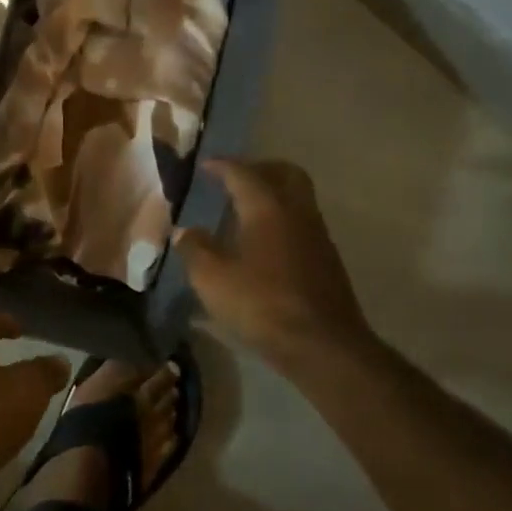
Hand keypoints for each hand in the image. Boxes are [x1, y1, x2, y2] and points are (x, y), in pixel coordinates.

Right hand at [174, 158, 374, 363]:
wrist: (323, 345)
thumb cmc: (262, 304)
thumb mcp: (212, 278)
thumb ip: (195, 249)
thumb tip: (185, 231)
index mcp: (267, 208)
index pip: (243, 173)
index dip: (222, 166)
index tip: (205, 165)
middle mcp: (297, 212)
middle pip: (285, 173)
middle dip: (260, 169)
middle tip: (235, 178)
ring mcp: (317, 236)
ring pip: (298, 198)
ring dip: (273, 195)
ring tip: (244, 211)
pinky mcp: (326, 260)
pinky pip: (302, 224)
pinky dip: (282, 220)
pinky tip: (262, 244)